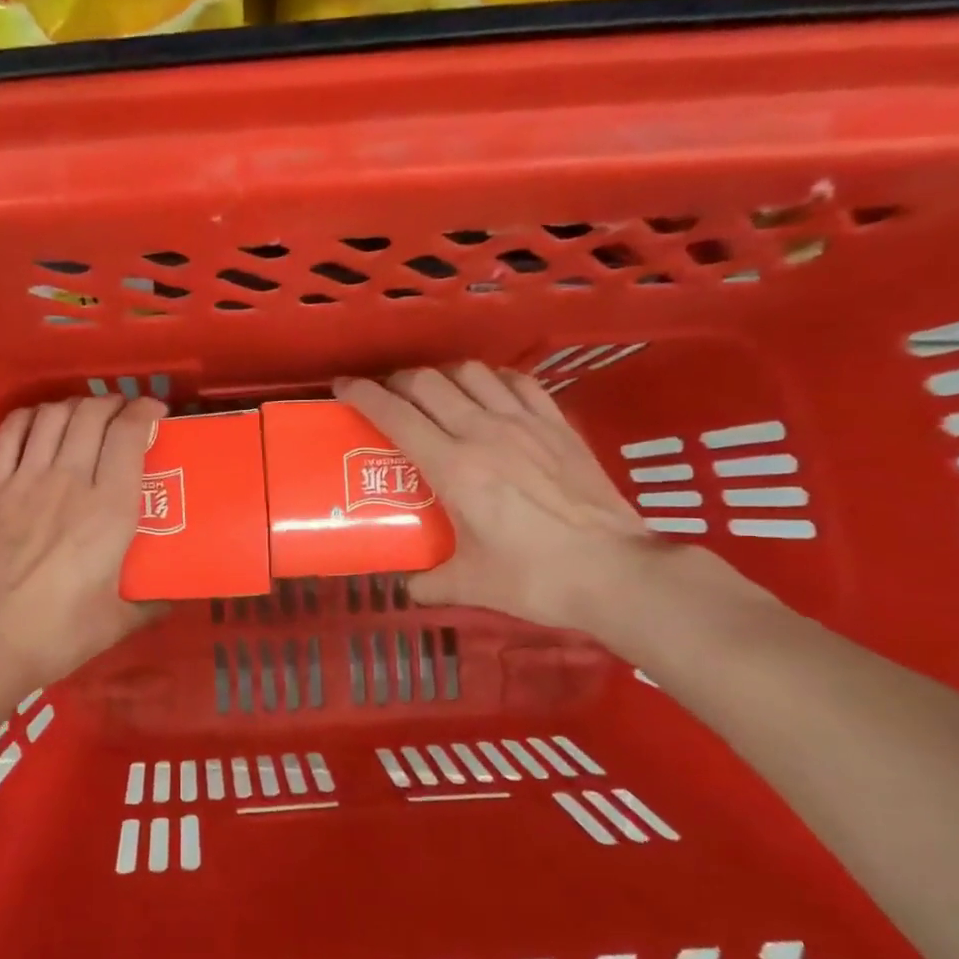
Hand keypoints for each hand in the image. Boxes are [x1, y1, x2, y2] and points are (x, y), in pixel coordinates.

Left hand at [0, 394, 167, 693]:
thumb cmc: (58, 634)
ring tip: (84, 416)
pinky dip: (28, 417)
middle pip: (91, 415)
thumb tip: (171, 598)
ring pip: (52, 416)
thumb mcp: (117, 622)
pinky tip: (38, 422)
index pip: (127, 435)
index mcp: (109, 509)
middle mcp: (69, 480)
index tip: (154, 412)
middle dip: (112, 404)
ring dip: (73, 406)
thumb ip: (149, 603)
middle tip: (123, 415)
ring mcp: (26, 480)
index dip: (144, 411)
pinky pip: (9, 433)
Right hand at [336, 363, 656, 631]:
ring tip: (437, 395)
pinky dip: (493, 381)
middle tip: (388, 398)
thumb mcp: (470, 585)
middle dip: (398, 382)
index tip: (342, 386)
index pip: (396, 414)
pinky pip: (518, 383)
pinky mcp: (558, 425)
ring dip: (444, 376)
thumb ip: (429, 582)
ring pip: (472, 373)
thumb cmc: (536, 579)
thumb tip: (408, 585)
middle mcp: (484, 432)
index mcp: (454, 467)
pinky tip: (490, 396)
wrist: (616, 573)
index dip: (362, 394)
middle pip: (428, 383)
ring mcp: (525, 423)